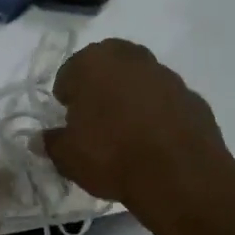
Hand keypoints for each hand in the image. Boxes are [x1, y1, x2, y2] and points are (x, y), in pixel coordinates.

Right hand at [42, 39, 234, 221]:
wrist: (180, 176)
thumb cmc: (111, 156)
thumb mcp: (67, 157)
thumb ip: (51, 143)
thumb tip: (39, 139)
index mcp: (95, 62)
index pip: (70, 72)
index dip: (66, 96)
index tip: (68, 120)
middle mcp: (132, 58)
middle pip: (108, 67)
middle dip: (99, 88)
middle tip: (95, 121)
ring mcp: (168, 76)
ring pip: (140, 81)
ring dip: (131, 99)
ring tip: (126, 134)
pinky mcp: (194, 98)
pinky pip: (166, 102)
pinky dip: (158, 114)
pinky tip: (153, 142)